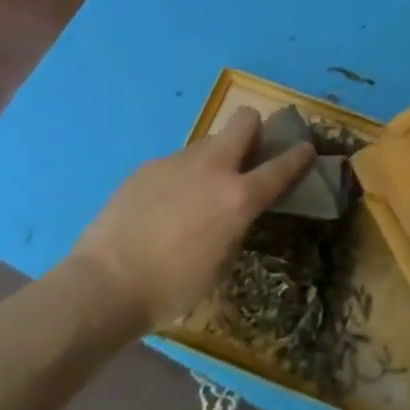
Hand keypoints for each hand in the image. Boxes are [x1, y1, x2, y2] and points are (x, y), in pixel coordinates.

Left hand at [68, 107, 316, 329]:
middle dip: (253, 130)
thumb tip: (234, 213)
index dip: (299, 155)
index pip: (282, 166)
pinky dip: (177, 180)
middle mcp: (214, 167)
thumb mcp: (220, 266)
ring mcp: (178, 161)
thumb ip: (235, 228)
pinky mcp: (148, 166)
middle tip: (246, 156)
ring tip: (192, 197)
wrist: (103, 285)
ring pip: (207, 144)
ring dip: (211, 161)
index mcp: (239, 197)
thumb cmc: (170, 289)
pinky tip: (159, 210)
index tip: (306, 147)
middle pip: (245, 120)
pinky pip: (174, 165)